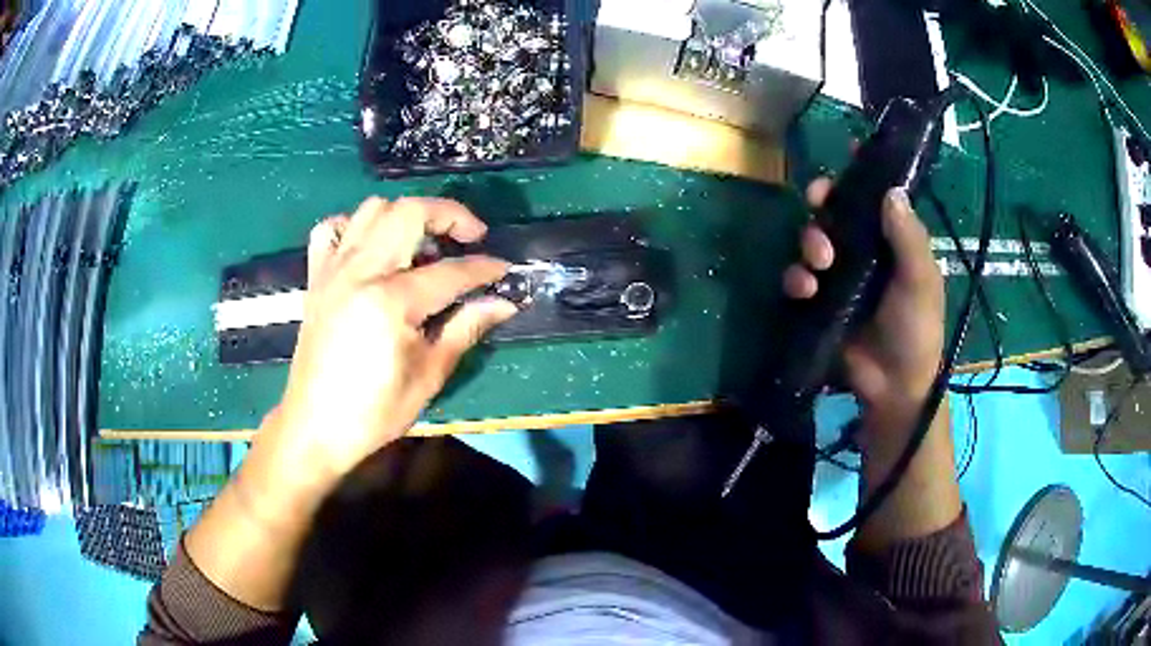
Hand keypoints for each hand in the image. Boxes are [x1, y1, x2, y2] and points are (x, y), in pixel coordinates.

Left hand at [272, 197, 517, 478]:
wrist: (315, 427)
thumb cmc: (374, 411)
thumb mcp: (428, 376)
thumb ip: (465, 329)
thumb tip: (504, 303)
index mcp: (390, 301)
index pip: (450, 271)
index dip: (484, 268)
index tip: (504, 270)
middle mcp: (360, 272)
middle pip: (409, 212)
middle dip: (449, 214)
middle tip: (470, 236)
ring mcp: (333, 270)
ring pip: (371, 210)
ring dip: (405, 216)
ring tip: (423, 244)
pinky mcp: (316, 278)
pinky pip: (331, 230)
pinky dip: (354, 227)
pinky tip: (370, 248)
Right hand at [783, 180, 944, 424]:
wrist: (893, 385)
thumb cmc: (916, 329)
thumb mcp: (921, 281)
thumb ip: (909, 237)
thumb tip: (891, 189)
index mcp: (893, 241)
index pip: (877, 197)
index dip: (864, 173)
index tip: (850, 151)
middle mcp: (865, 250)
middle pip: (837, 210)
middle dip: (825, 203)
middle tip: (819, 203)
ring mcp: (840, 276)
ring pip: (813, 239)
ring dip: (809, 241)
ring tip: (819, 263)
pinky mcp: (819, 300)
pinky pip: (798, 277)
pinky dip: (797, 278)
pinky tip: (807, 290)